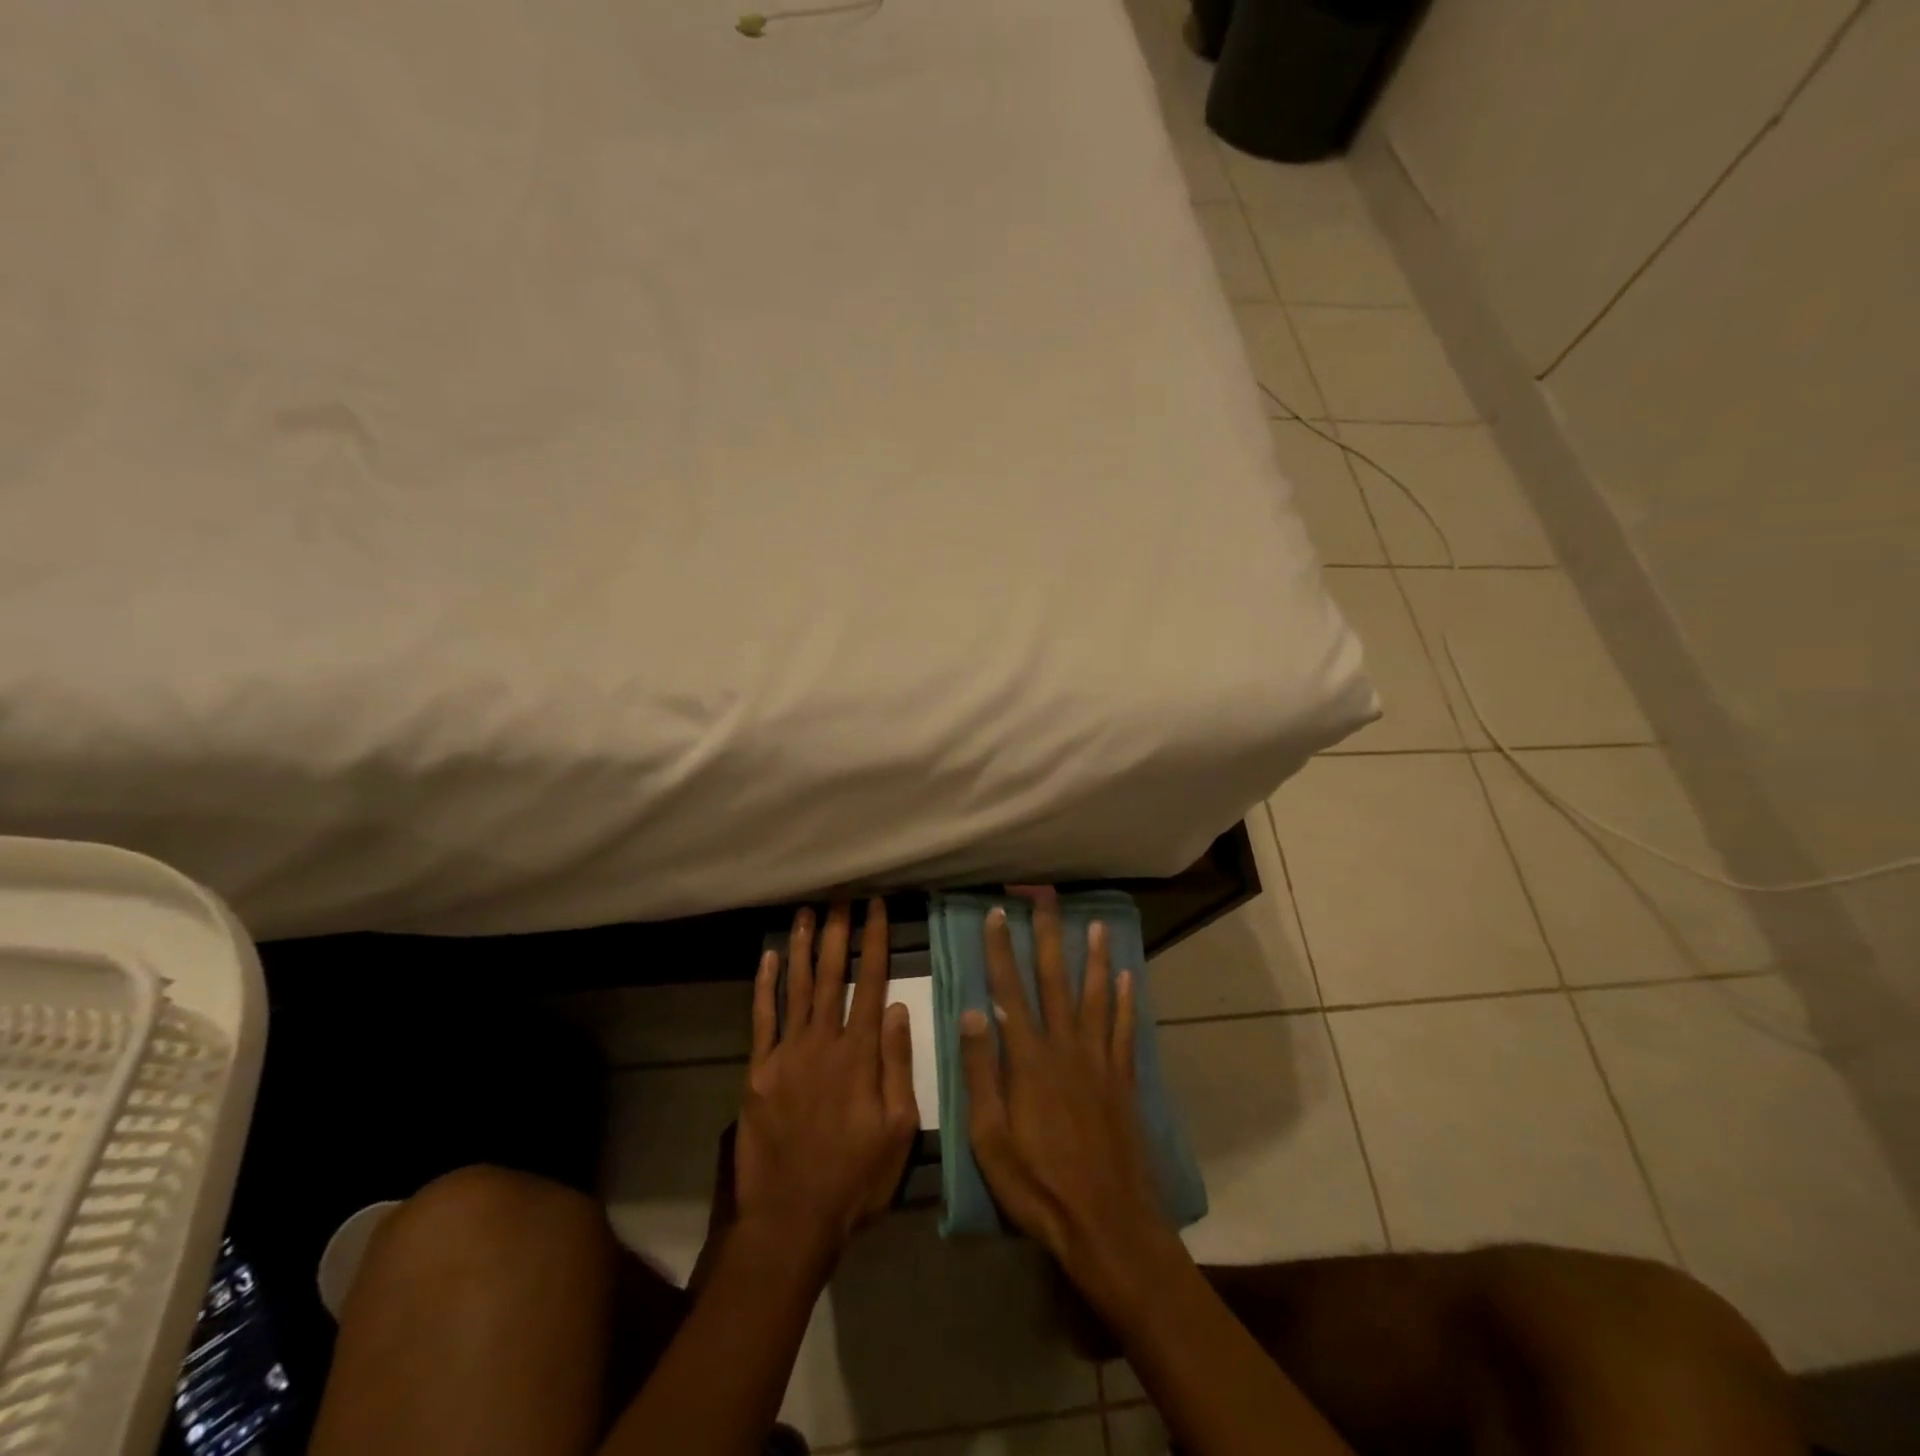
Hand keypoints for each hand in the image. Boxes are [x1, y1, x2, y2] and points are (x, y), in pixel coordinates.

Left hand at [734, 900, 918, 1278]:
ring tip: (806, 912)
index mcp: (860, 1054)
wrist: (791, 1220)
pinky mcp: (758, 1071)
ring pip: (795, 987)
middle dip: (837, 931)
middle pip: (831, 974)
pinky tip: (767, 957)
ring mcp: (786, 1054)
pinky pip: (761, 1019)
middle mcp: (823, 1042)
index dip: (875, 941)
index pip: (871, 983)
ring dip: (801, 946)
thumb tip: (900, 1009)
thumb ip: (898, 1065)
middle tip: (839, 896)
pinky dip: (764, 985)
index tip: (876, 908)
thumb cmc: (855, 1178)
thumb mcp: (899, 1130)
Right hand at [959, 889, 1169, 1288]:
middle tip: (1048, 897)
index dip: (1001, 948)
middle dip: (1049, 935)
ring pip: (1096, 997)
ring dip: (1095, 958)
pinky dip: (1127, 1002)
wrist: (1108, 1224)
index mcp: (1028, 1059)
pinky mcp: (1123, 1081)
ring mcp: (1099, 1061)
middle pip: (1055, 980)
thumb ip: (982, 1072)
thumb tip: (972, 1012)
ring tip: (1097, 925)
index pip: (1009, 990)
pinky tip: (1128, 979)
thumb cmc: (1038, 1185)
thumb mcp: (989, 1138)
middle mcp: (1066, 1047)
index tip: (997, 912)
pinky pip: (1125, 1031)